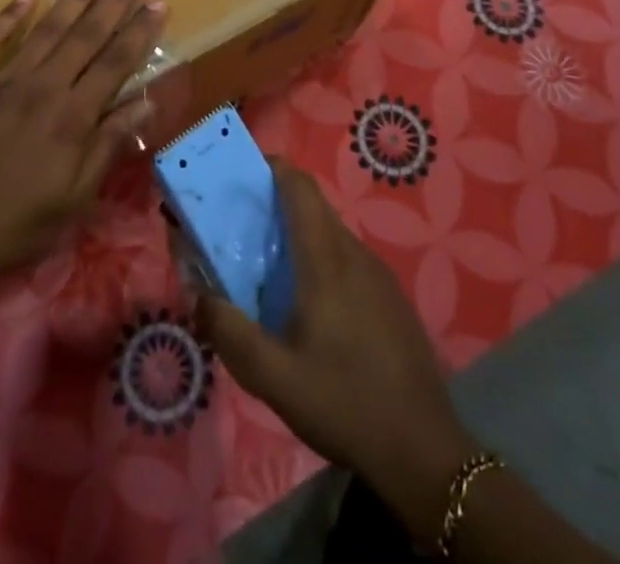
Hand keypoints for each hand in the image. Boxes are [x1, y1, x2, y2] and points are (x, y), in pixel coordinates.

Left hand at [0, 0, 165, 303]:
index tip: (159, 2)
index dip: (140, 31)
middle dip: (115, 1)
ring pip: (46, 28)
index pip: (116, 62)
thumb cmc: (12, 228)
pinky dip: (8, 15)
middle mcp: (42, 87)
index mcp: (72, 118)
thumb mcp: (73, 200)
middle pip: (86, 35)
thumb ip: (108, 146)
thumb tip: (146, 103)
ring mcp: (1, 80)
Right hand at [199, 163, 477, 538]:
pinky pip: (348, 259)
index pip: (300, 186)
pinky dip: (321, 258)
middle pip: (313, 206)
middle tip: (241, 225)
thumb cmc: (343, 403)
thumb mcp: (273, 377)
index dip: (272, 167)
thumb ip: (229, 331)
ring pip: (331, 233)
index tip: (241, 172)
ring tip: (269, 266)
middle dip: (276, 202)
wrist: (423, 451)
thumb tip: (197, 294)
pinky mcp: (391, 297)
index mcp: (325, 258)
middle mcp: (354, 253)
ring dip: (299, 233)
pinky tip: (310, 304)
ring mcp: (379, 274)